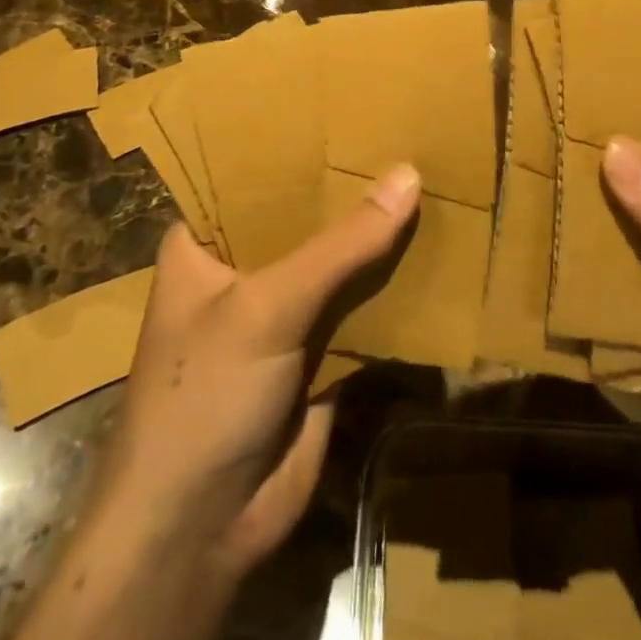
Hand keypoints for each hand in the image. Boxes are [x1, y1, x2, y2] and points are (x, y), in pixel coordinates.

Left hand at [96, 163, 421, 584]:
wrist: (201, 532)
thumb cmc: (205, 395)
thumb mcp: (267, 307)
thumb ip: (342, 245)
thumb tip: (409, 175)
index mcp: (205, 243)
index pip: (255, 177)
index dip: (300, 146)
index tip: (354, 108)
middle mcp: (243, 271)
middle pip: (306, 219)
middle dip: (353, 190)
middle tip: (411, 137)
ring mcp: (283, 315)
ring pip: (340, 264)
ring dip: (381, 239)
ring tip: (435, 179)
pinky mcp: (319, 356)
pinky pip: (362, 311)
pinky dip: (395, 291)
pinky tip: (440, 253)